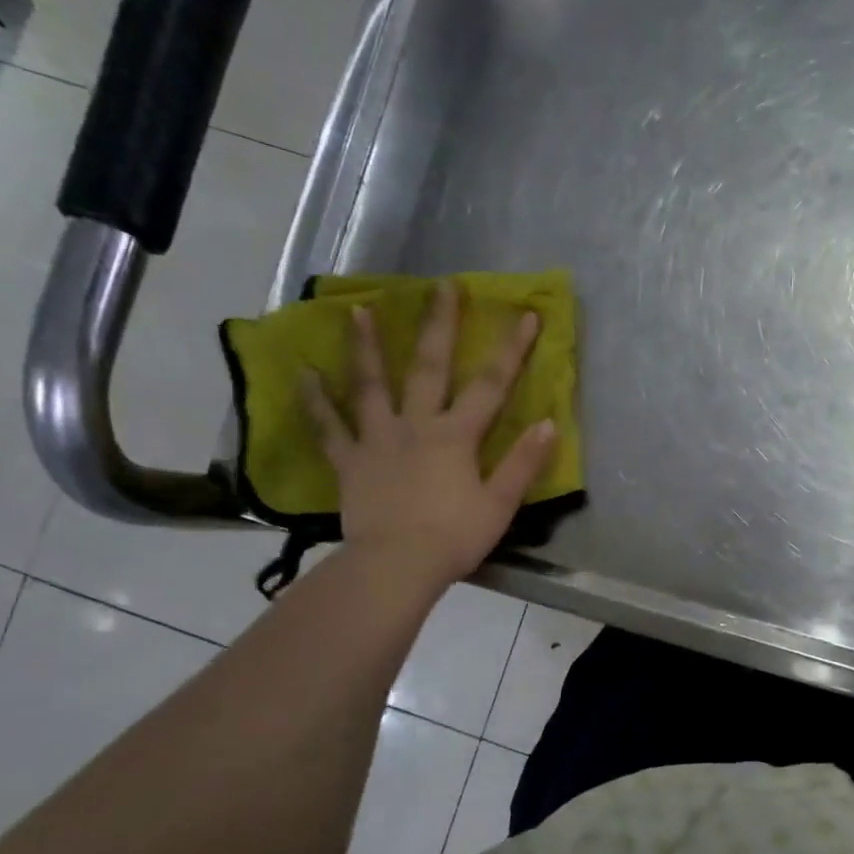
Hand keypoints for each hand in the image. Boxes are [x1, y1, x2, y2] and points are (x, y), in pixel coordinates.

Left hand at [302, 281, 556, 592]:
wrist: (396, 567)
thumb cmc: (454, 537)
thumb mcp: (500, 504)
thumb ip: (523, 462)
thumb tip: (549, 423)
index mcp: (456, 436)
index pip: (491, 385)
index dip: (511, 349)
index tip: (524, 314)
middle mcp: (416, 426)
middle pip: (429, 368)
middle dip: (439, 325)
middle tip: (441, 286)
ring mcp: (378, 440)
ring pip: (370, 386)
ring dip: (365, 347)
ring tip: (356, 310)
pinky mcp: (350, 462)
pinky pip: (329, 428)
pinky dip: (315, 402)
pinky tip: (304, 375)